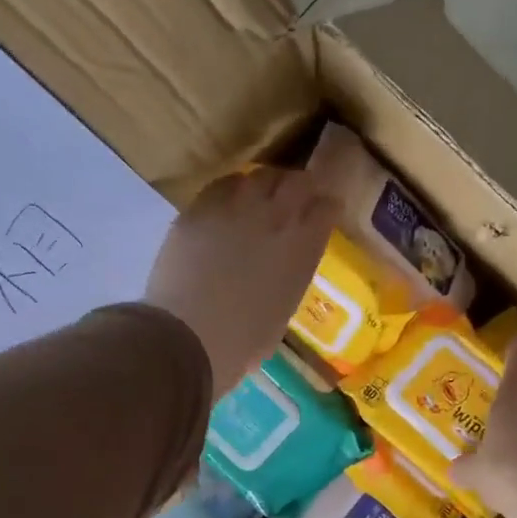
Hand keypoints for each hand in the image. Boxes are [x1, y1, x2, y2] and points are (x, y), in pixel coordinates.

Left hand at [143, 155, 338, 399]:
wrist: (189, 337)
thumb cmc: (243, 342)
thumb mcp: (283, 309)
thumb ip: (289, 276)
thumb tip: (281, 268)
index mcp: (303, 247)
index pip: (326, 208)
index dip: (325, 208)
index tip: (322, 212)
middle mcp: (276, 217)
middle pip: (297, 181)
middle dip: (300, 186)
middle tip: (294, 196)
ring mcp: (236, 207)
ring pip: (259, 175)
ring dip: (265, 184)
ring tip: (259, 196)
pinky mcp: (199, 208)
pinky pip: (222, 186)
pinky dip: (230, 190)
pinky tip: (226, 203)